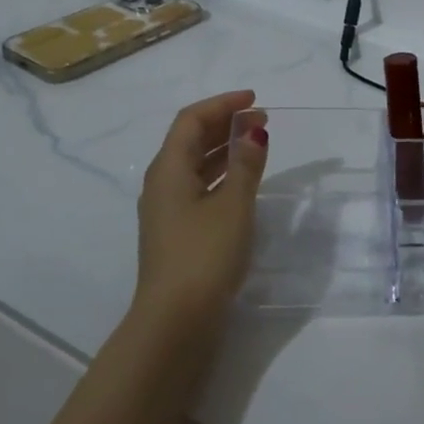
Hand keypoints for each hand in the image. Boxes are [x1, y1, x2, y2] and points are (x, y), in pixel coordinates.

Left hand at [134, 90, 268, 326]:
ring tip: (257, 145)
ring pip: (196, 165)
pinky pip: (199, 188)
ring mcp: (167, 210)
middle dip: (225, 124)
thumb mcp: (233, 205)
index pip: (192, 120)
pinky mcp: (177, 233)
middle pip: (191, 140)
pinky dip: (222, 176)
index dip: (222, 104)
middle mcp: (162, 183)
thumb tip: (253, 132)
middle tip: (261, 120)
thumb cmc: (204, 255)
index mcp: (168, 169)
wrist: (175, 323)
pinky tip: (243, 182)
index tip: (255, 100)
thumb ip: (245, 165)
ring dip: (225, 149)